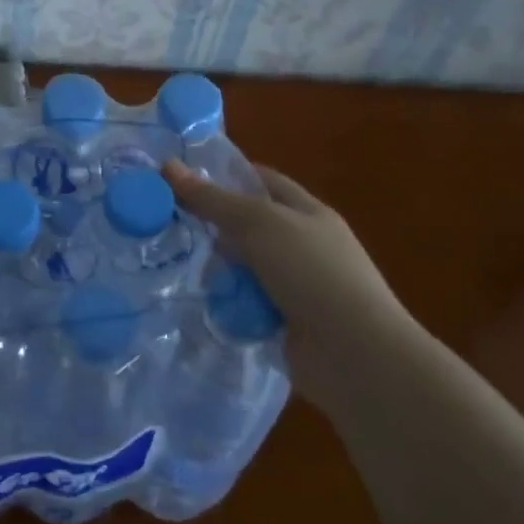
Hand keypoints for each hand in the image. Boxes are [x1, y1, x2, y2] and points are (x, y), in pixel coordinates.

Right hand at [163, 161, 416, 403]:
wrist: (355, 356)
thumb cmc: (312, 272)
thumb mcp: (259, 224)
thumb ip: (212, 199)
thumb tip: (167, 166)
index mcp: (307, 213)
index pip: (262, 181)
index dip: (225, 175)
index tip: (182, 178)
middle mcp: (303, 245)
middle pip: (248, 226)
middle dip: (213, 226)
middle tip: (167, 222)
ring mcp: (296, 286)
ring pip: (244, 266)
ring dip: (218, 268)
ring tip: (176, 263)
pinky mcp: (285, 322)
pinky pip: (245, 303)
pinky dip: (227, 302)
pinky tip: (200, 300)